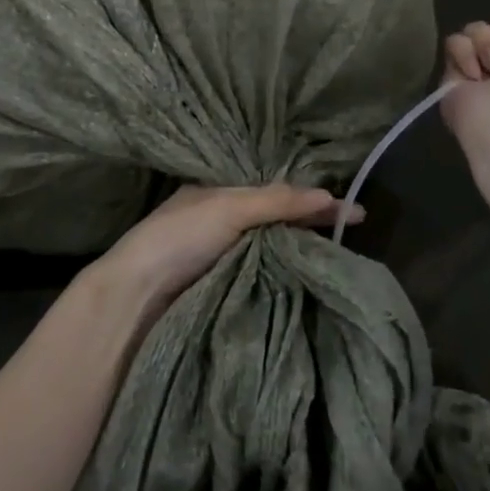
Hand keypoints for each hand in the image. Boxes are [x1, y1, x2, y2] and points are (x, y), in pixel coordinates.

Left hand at [93, 184, 362, 319]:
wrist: (135, 299)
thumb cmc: (178, 239)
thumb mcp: (228, 208)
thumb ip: (277, 201)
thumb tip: (329, 195)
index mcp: (220, 195)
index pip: (277, 192)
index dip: (313, 199)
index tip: (354, 213)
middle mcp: (224, 224)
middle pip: (279, 222)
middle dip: (313, 225)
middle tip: (354, 235)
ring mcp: (224, 259)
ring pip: (275, 251)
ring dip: (304, 254)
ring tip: (344, 261)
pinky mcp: (224, 291)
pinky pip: (266, 279)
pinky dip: (289, 278)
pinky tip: (313, 283)